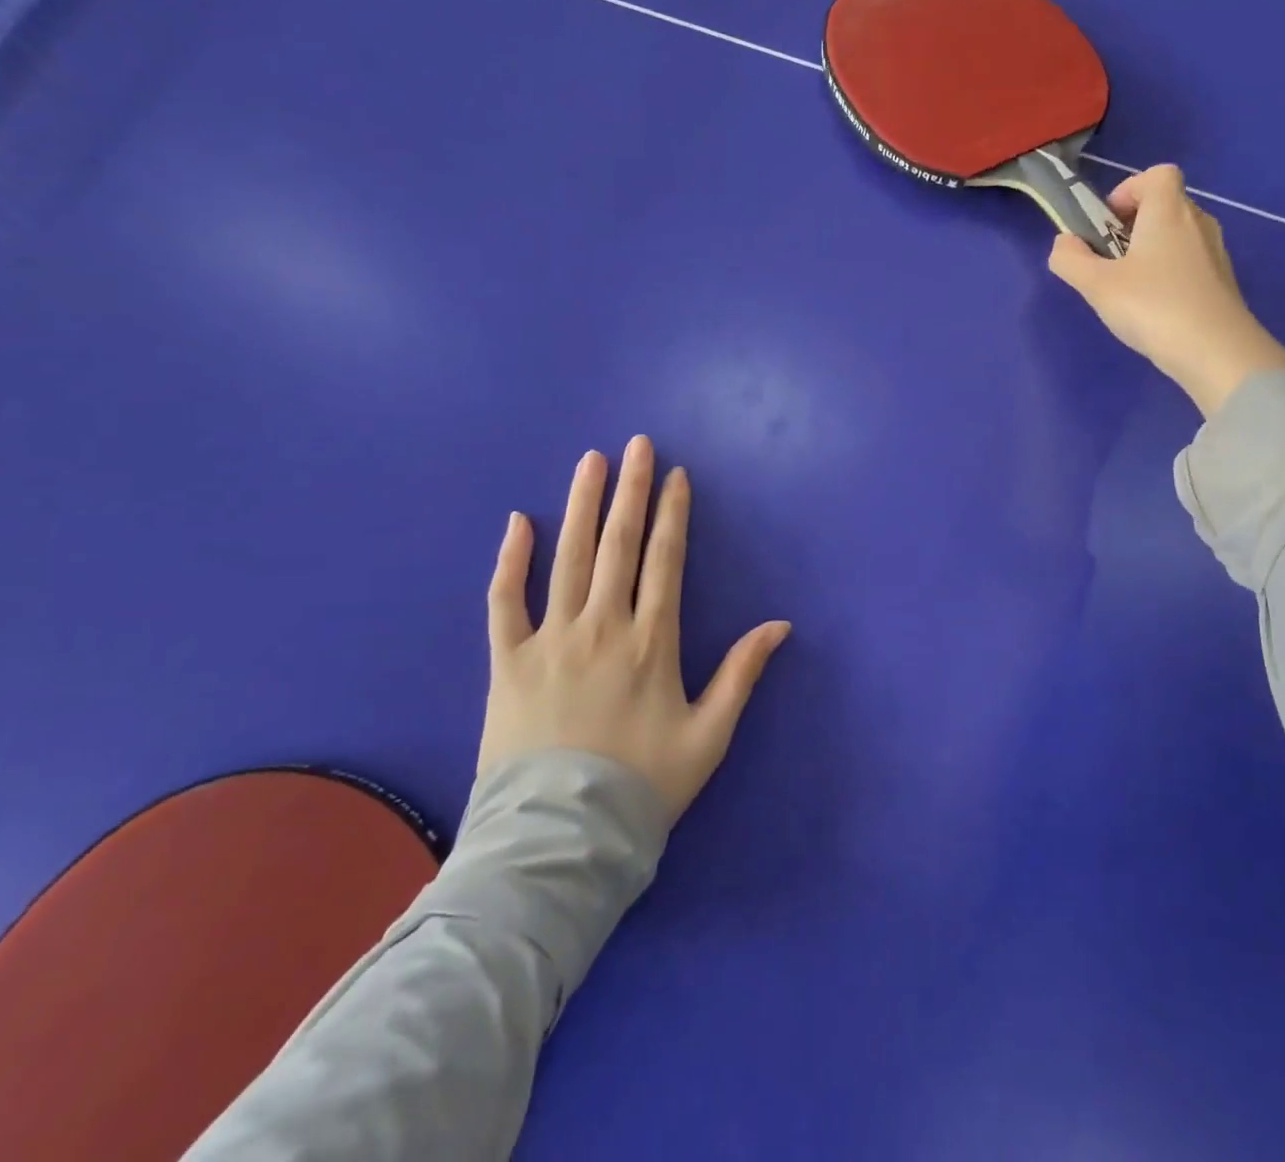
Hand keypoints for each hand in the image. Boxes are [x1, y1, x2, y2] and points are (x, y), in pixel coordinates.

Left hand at [479, 436, 790, 822]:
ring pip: (568, 558)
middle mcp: (601, 627)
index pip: (663, 560)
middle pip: (618, 544)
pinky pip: (504, 600)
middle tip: (636, 445)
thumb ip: (742, 674)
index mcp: (651, 642)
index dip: (671, 513)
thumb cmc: (643, 786)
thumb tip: (780, 626)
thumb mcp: (709, 736)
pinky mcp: (506, 660)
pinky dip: (510, 560)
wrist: (561, 841)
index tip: (674, 475)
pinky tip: (519, 521)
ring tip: (590, 461)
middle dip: (630, 490)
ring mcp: (550, 640)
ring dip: (581, 505)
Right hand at [1048, 164, 1284, 417]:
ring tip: (1127, 289)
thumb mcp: (1096, 285)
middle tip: (1109, 261)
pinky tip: (1153, 309)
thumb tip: (1063, 243)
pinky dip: (1168, 274)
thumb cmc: (1152, 306)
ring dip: (1149, 252)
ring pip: (1177, 236)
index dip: (1128, 191)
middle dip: (1132, 225)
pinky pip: (1189, 263)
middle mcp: (1197, 222)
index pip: (1157, 175)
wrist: (1215, 351)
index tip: (1106, 224)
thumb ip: (1070, 260)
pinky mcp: (1221, 282)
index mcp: (1168, 212)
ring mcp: (1214, 253)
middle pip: (1165, 205)